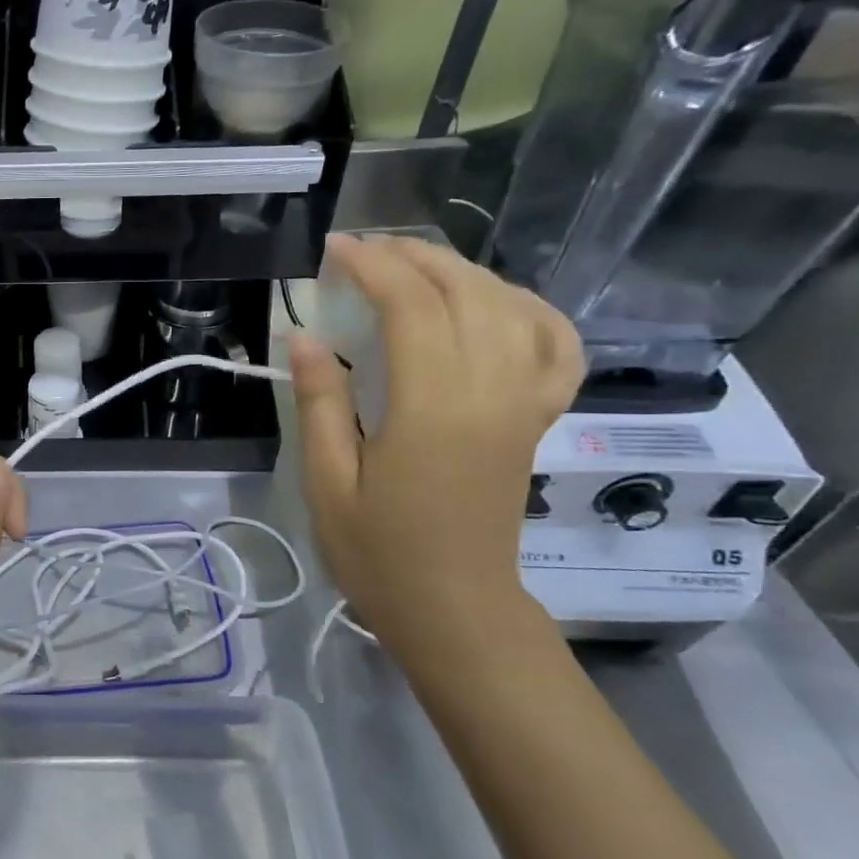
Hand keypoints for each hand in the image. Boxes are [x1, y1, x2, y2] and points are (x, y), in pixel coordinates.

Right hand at [289, 234, 582, 656]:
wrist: (455, 609)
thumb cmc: (379, 553)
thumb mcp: (328, 484)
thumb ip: (320, 404)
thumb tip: (303, 336)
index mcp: (433, 409)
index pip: (412, 307)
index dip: (372, 266)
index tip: (333, 249)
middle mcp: (491, 393)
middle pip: (465, 292)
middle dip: (412, 256)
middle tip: (363, 250)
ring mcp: (523, 404)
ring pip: (509, 307)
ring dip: (460, 271)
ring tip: (412, 265)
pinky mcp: (535, 419)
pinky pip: (554, 346)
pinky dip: (529, 309)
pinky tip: (496, 301)